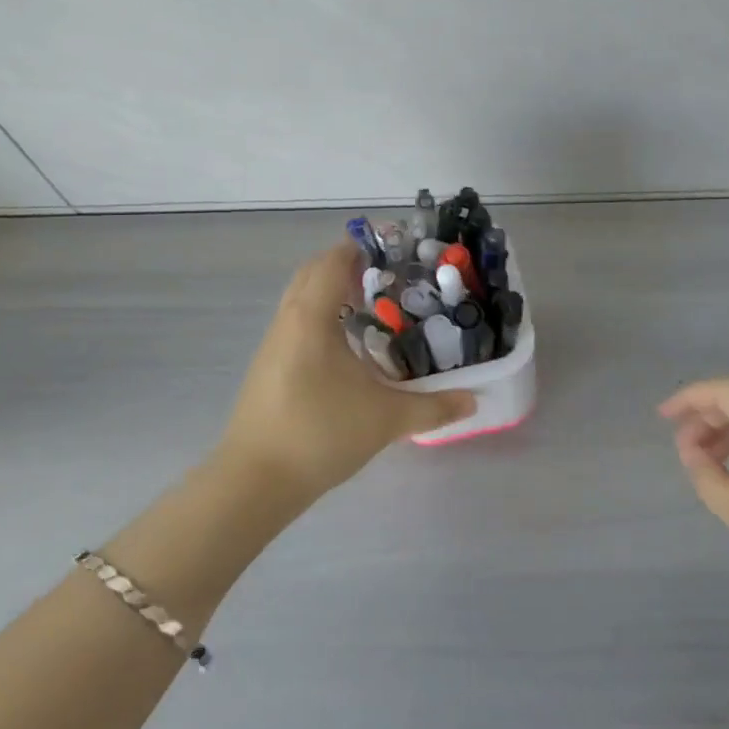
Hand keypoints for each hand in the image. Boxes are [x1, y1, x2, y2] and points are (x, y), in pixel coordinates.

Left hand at [216, 244, 473, 504]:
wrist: (255, 481)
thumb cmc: (320, 434)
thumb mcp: (386, 419)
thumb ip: (433, 407)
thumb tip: (473, 401)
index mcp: (312, 317)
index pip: (333, 261)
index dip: (361, 247)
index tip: (393, 247)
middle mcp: (288, 320)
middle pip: (313, 272)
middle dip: (346, 265)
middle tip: (386, 274)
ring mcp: (273, 343)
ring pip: (301, 298)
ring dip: (330, 290)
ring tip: (371, 304)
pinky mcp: (268, 366)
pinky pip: (296, 322)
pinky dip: (320, 315)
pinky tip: (346, 345)